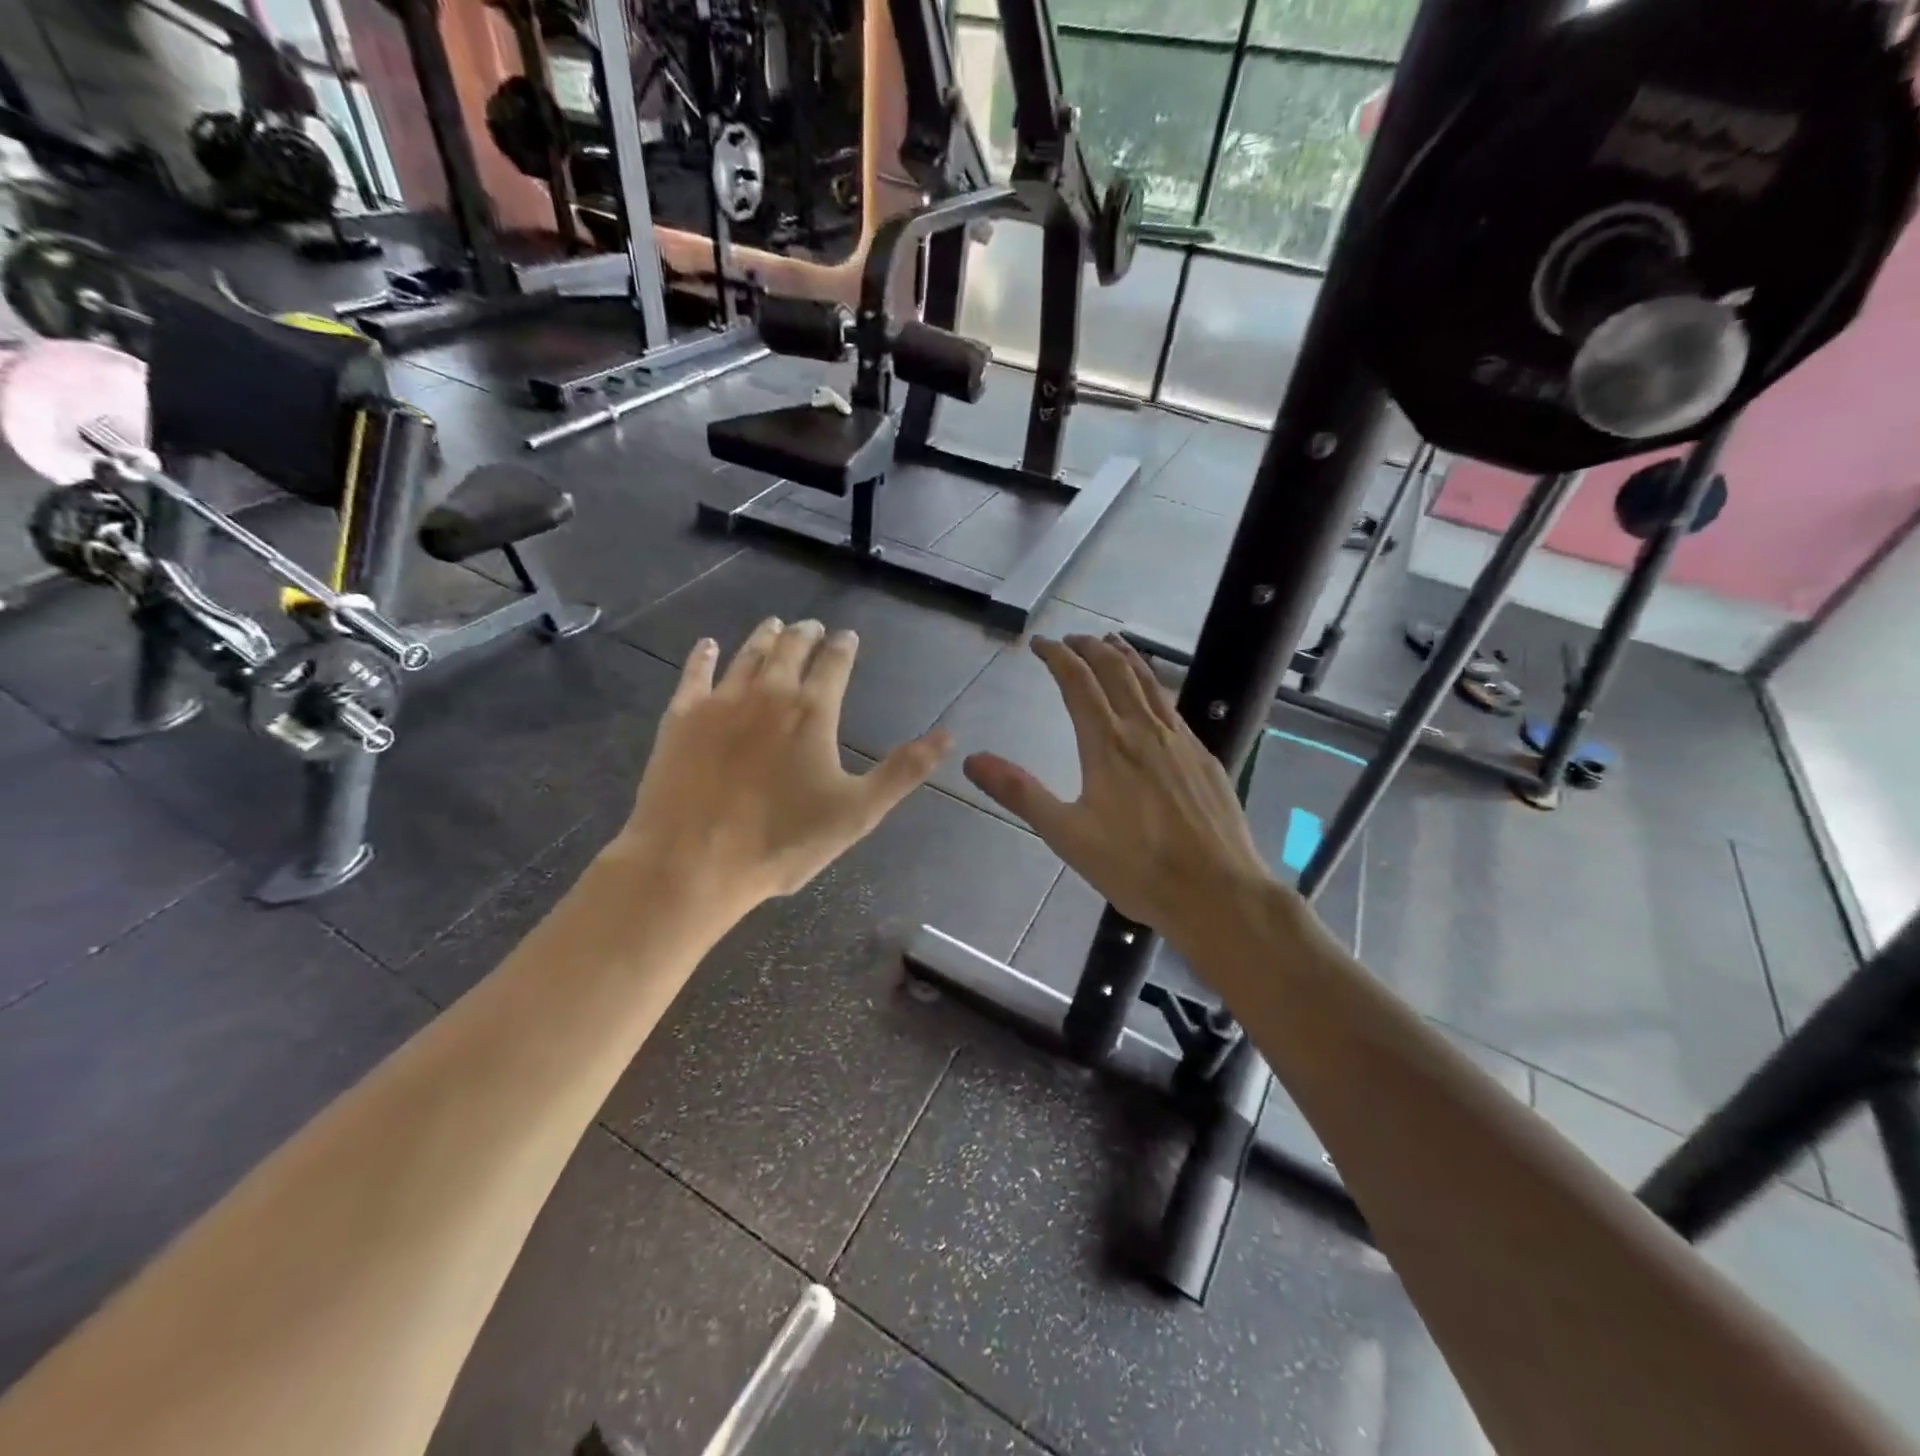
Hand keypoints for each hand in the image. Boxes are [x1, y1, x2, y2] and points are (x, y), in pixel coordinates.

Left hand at [617, 618, 950, 915]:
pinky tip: (706, 646)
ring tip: (774, 625)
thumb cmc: (782, 842)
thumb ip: (903, 771)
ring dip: (764, 637)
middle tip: (811, 626)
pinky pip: (695, 674)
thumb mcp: (857, 812)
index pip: (834, 663)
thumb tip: (947, 735)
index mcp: (812, 712)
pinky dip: (703, 656)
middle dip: (805, 634)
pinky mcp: (681, 718)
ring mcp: (720, 702)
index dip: (844, 646)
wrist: (692, 862)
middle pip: (789, 649)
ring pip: (747, 655)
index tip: (848, 635)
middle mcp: (768, 694)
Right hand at [963, 633, 1277, 949]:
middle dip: (1090, 648)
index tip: (1040, 643)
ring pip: (1150, 682)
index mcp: (1107, 744)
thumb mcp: (1066, 835)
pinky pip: (1172, 705)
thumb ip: (1020, 793)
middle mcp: (1144, 730)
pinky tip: (1153, 697)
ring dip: (1126, 657)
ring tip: (1112, 643)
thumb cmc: (1136, 867)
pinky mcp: (1204, 757)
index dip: (1057, 657)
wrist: (1217, 891)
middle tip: (1072, 639)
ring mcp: (1180, 741)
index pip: (1077, 683)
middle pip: (1116, 671)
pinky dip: (1154, 684)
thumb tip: (972, 759)